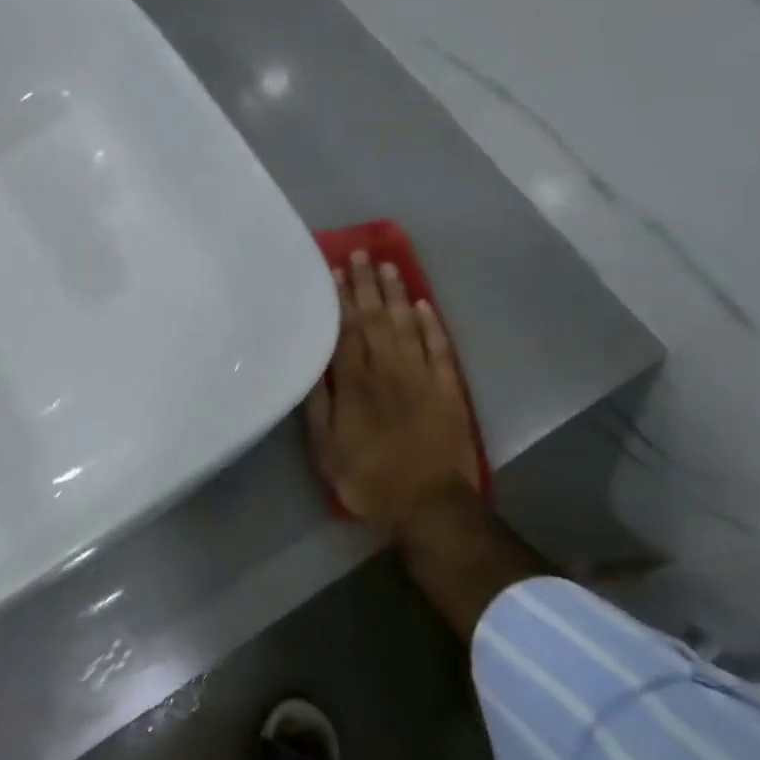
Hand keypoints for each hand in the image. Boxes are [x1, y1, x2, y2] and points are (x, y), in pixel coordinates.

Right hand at [306, 250, 485, 535]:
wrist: (429, 505)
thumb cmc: (369, 479)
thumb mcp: (327, 448)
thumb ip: (318, 403)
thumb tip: (312, 361)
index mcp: (355, 383)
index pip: (346, 330)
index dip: (340, 299)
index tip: (335, 271)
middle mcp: (388, 369)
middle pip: (375, 319)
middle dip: (366, 285)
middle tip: (360, 254)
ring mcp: (422, 377)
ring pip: (406, 325)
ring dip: (396, 294)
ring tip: (388, 266)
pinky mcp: (448, 389)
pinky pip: (439, 348)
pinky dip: (431, 324)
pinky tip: (423, 305)